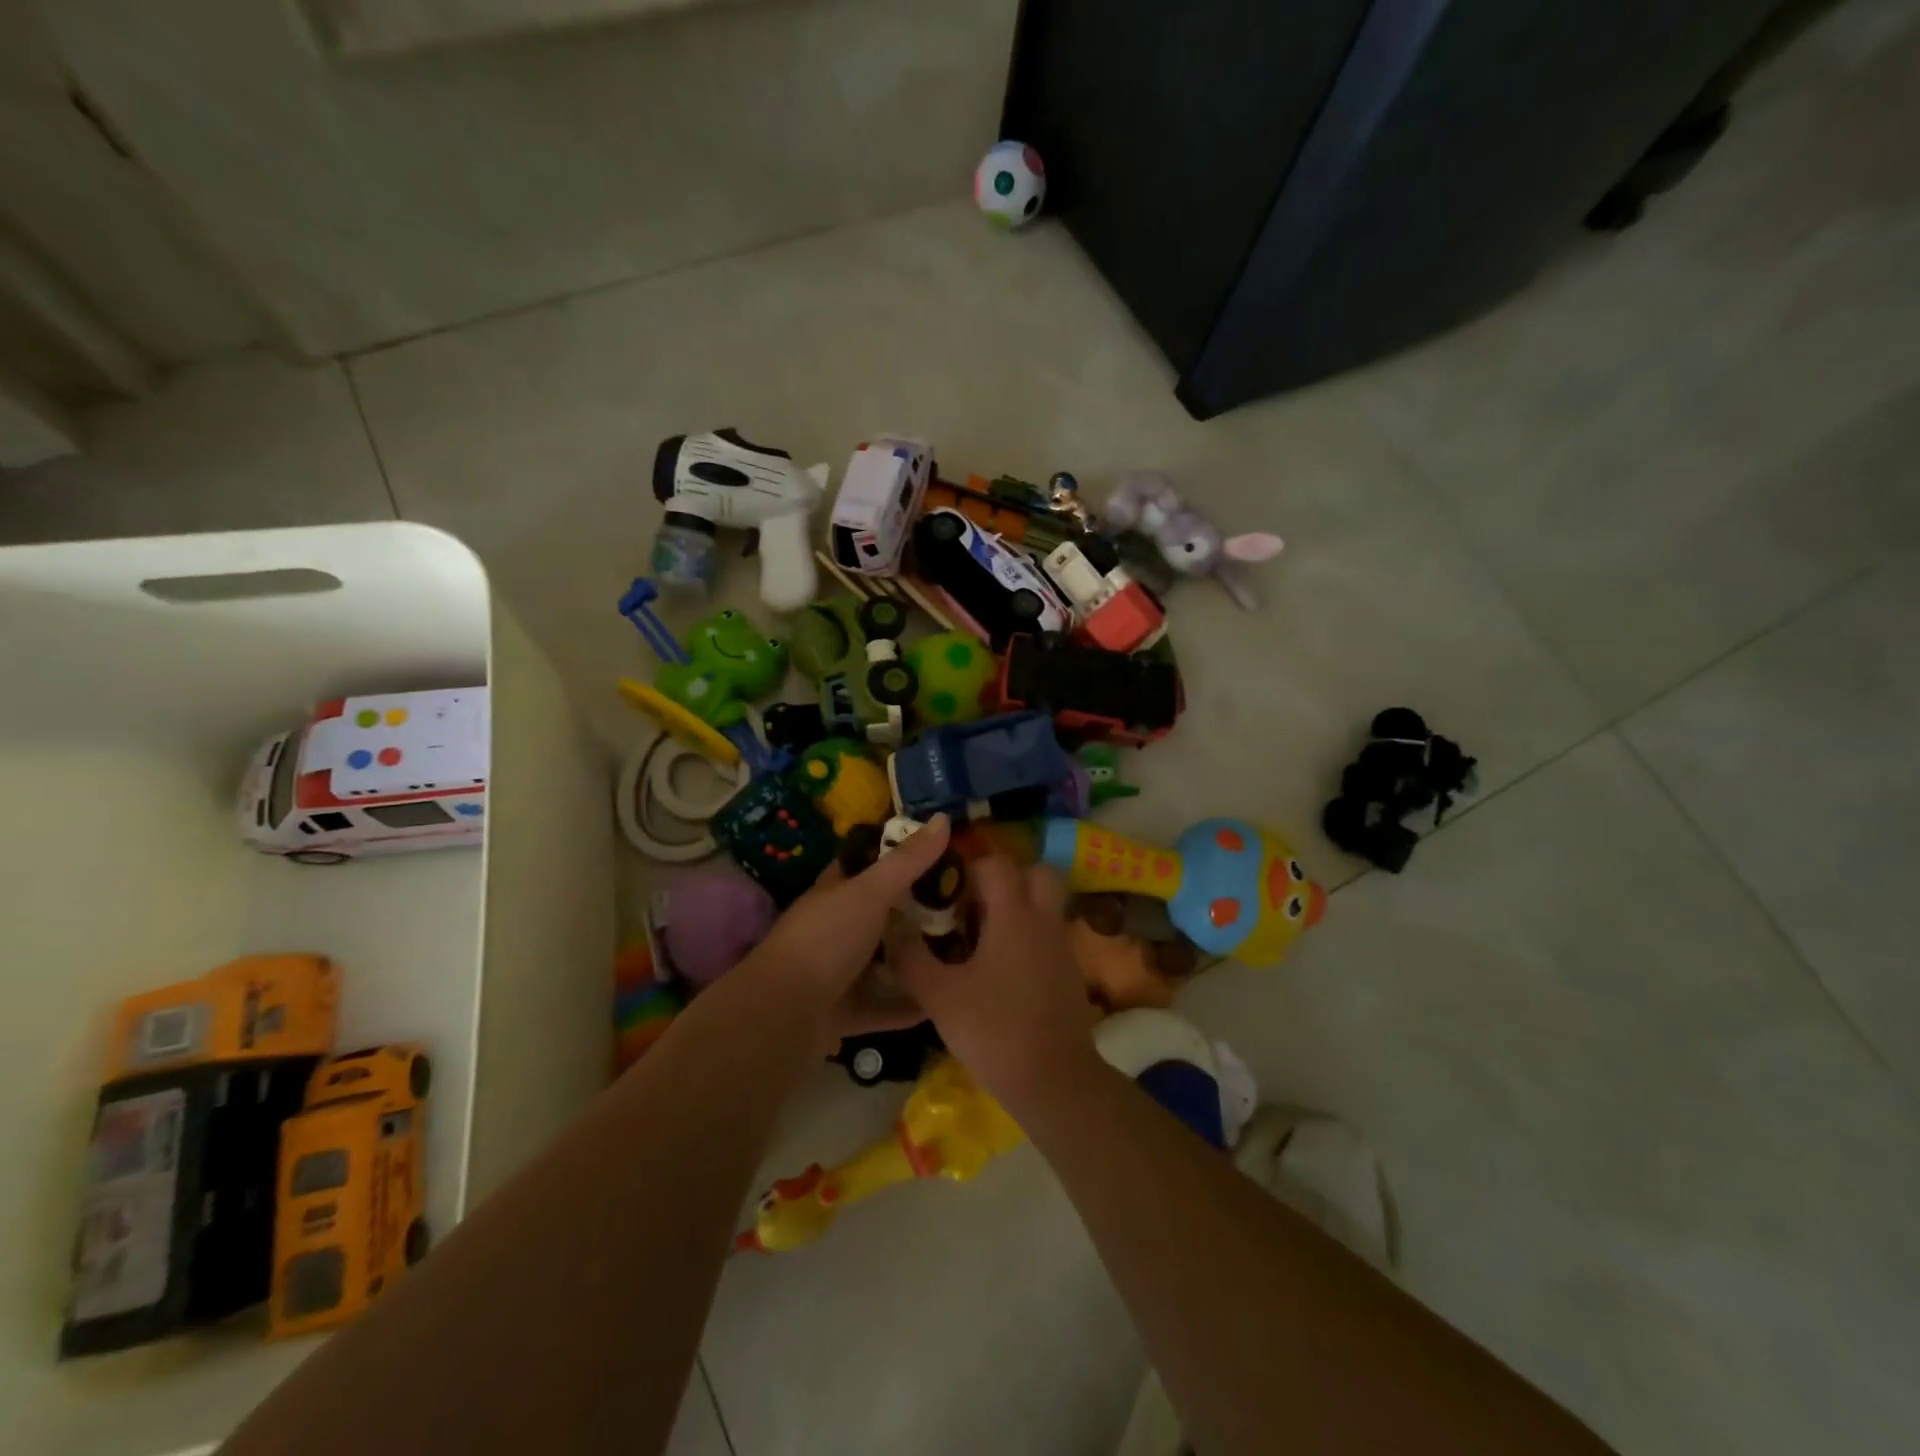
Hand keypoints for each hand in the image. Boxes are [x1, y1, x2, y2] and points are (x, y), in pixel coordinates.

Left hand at [740, 814, 951, 1048]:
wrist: (781, 1017)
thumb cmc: (825, 941)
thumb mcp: (870, 892)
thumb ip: (907, 860)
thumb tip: (943, 817)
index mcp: (835, 893)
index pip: (867, 865)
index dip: (899, 855)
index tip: (941, 853)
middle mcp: (835, 929)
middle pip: (881, 914)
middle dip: (917, 911)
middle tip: (966, 907)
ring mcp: (837, 973)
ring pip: (882, 962)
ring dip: (915, 960)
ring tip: (963, 954)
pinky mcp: (844, 1013)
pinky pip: (884, 1006)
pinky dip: (909, 1006)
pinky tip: (942, 1003)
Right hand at [890, 855, 1100, 1108]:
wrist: (1054, 1082)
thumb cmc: (994, 1030)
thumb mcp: (939, 996)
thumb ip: (911, 958)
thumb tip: (891, 927)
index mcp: (1014, 915)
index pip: (996, 863)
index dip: (968, 866)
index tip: (943, 887)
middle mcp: (1044, 920)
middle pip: (1035, 874)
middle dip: (1005, 879)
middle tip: (972, 903)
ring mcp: (1061, 946)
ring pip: (1044, 905)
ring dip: (1016, 908)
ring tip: (981, 937)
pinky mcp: (1069, 973)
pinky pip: (1047, 935)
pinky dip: (1027, 937)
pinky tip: (1001, 969)